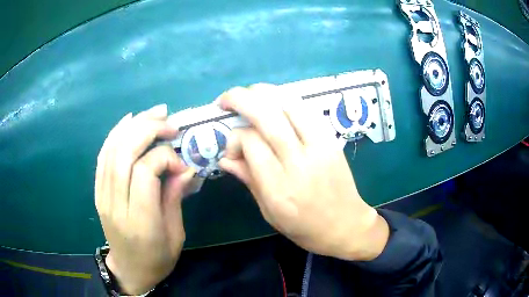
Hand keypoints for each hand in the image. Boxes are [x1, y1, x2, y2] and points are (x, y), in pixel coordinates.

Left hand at [95, 104, 194, 293]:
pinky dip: (115, 134)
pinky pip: (103, 155)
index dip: (165, 157)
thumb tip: (184, 166)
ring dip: (133, 125)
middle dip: (148, 129)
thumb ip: (175, 198)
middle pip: (124, 153)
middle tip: (169, 122)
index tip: (182, 163)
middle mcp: (116, 204)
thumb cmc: (157, 259)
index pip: (145, 171)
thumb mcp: (176, 235)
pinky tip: (129, 120)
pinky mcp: (98, 191)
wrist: (130, 270)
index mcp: (139, 221)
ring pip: (112, 149)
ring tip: (154, 113)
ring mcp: (103, 196)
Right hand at [218, 85, 389, 260]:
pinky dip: (286, 99)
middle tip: (225, 100)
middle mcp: (298, 162)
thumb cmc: (304, 227)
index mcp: (278, 187)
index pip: (251, 142)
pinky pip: (307, 109)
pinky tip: (275, 102)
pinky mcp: (331, 140)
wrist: (346, 224)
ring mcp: (319, 147)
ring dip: (263, 92)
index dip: (234, 138)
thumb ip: (248, 179)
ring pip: (288, 104)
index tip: (231, 148)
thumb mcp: (269, 212)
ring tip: (248, 94)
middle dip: (240, 99)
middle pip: (266, 115)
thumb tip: (224, 157)